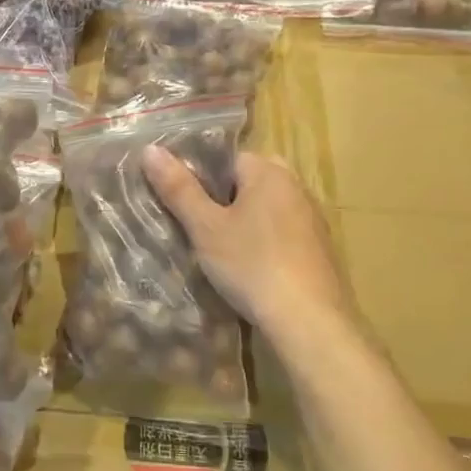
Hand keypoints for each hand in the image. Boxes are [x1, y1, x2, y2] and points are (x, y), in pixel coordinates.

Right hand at [142, 147, 348, 333]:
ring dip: (245, 221)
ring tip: (219, 249)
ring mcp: (312, 218)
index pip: (227, 158)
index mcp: (269, 171)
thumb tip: (150, 149)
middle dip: (223, 199)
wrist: (307, 321)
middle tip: (199, 227)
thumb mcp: (205, 228)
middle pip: (249, 182)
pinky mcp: (320, 248)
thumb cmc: (251, 265)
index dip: (201, 177)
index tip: (183, 204)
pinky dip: (265, 241)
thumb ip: (179, 188)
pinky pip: (283, 232)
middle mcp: (296, 186)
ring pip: (267, 208)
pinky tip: (250, 267)